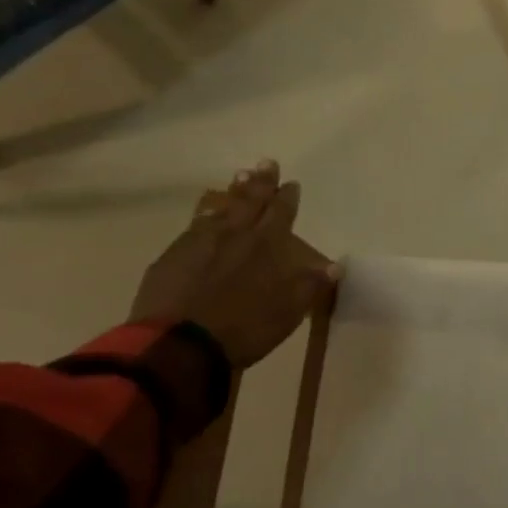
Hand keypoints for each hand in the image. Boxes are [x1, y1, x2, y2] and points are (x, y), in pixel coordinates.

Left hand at [130, 161, 337, 368]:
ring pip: (221, 207)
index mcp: (266, 246)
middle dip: (261, 182)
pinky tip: (206, 212)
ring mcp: (199, 241)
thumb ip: (310, 286)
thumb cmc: (243, 329)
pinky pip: (195, 224)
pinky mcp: (173, 255)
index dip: (287, 198)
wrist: (180, 344)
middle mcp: (234, 235)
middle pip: (250, 201)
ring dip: (233, 191)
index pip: (281, 214)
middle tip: (267, 162)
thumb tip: (335, 265)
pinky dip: (206, 213)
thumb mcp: (287, 313)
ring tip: (240, 175)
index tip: (291, 183)